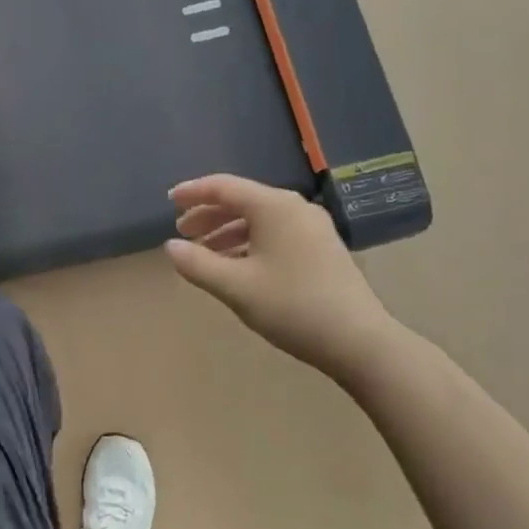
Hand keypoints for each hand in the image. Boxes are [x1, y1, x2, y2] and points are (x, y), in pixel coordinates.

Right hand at [166, 174, 403, 387]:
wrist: (359, 341)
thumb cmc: (292, 306)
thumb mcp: (235, 286)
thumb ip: (197, 264)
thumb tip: (171, 247)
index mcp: (273, 207)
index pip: (224, 187)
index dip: (193, 192)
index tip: (169, 201)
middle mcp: (294, 208)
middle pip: (242, 200)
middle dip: (208, 215)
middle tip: (182, 233)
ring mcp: (312, 228)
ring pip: (259, 219)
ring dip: (227, 231)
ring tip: (204, 253)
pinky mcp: (322, 248)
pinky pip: (275, 233)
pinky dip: (249, 242)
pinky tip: (236, 265)